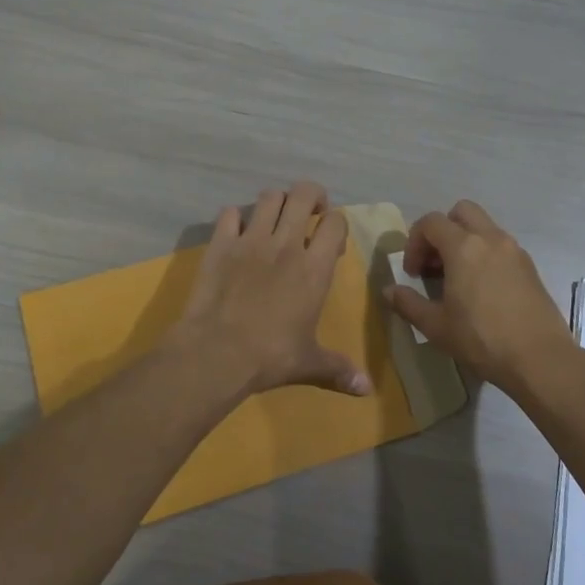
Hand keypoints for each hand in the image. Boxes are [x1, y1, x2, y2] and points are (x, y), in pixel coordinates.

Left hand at [171, 182, 372, 398]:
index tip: (330, 241)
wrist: (217, 352)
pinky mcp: (221, 243)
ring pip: (269, 197)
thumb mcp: (309, 362)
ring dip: (277, 203)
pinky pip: (230, 213)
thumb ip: (339, 369)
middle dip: (311, 196)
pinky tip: (237, 234)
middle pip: (304, 194)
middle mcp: (286, 244)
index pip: (335, 223)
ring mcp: (251, 239)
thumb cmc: (270, 356)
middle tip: (309, 213)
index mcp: (314, 268)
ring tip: (275, 220)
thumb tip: (367, 389)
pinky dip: (236, 218)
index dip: (336, 224)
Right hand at [385, 200, 575, 389]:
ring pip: (484, 227)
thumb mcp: (436, 326)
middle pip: (461, 211)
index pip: (431, 222)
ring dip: (465, 241)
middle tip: (435, 263)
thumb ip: (408, 303)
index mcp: (464, 247)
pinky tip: (481, 289)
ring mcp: (514, 250)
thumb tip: (388, 291)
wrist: (540, 358)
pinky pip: (500, 245)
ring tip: (456, 278)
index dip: (414, 242)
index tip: (412, 273)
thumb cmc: (482, 340)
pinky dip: (485, 254)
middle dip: (442, 230)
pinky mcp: (530, 266)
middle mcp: (491, 239)